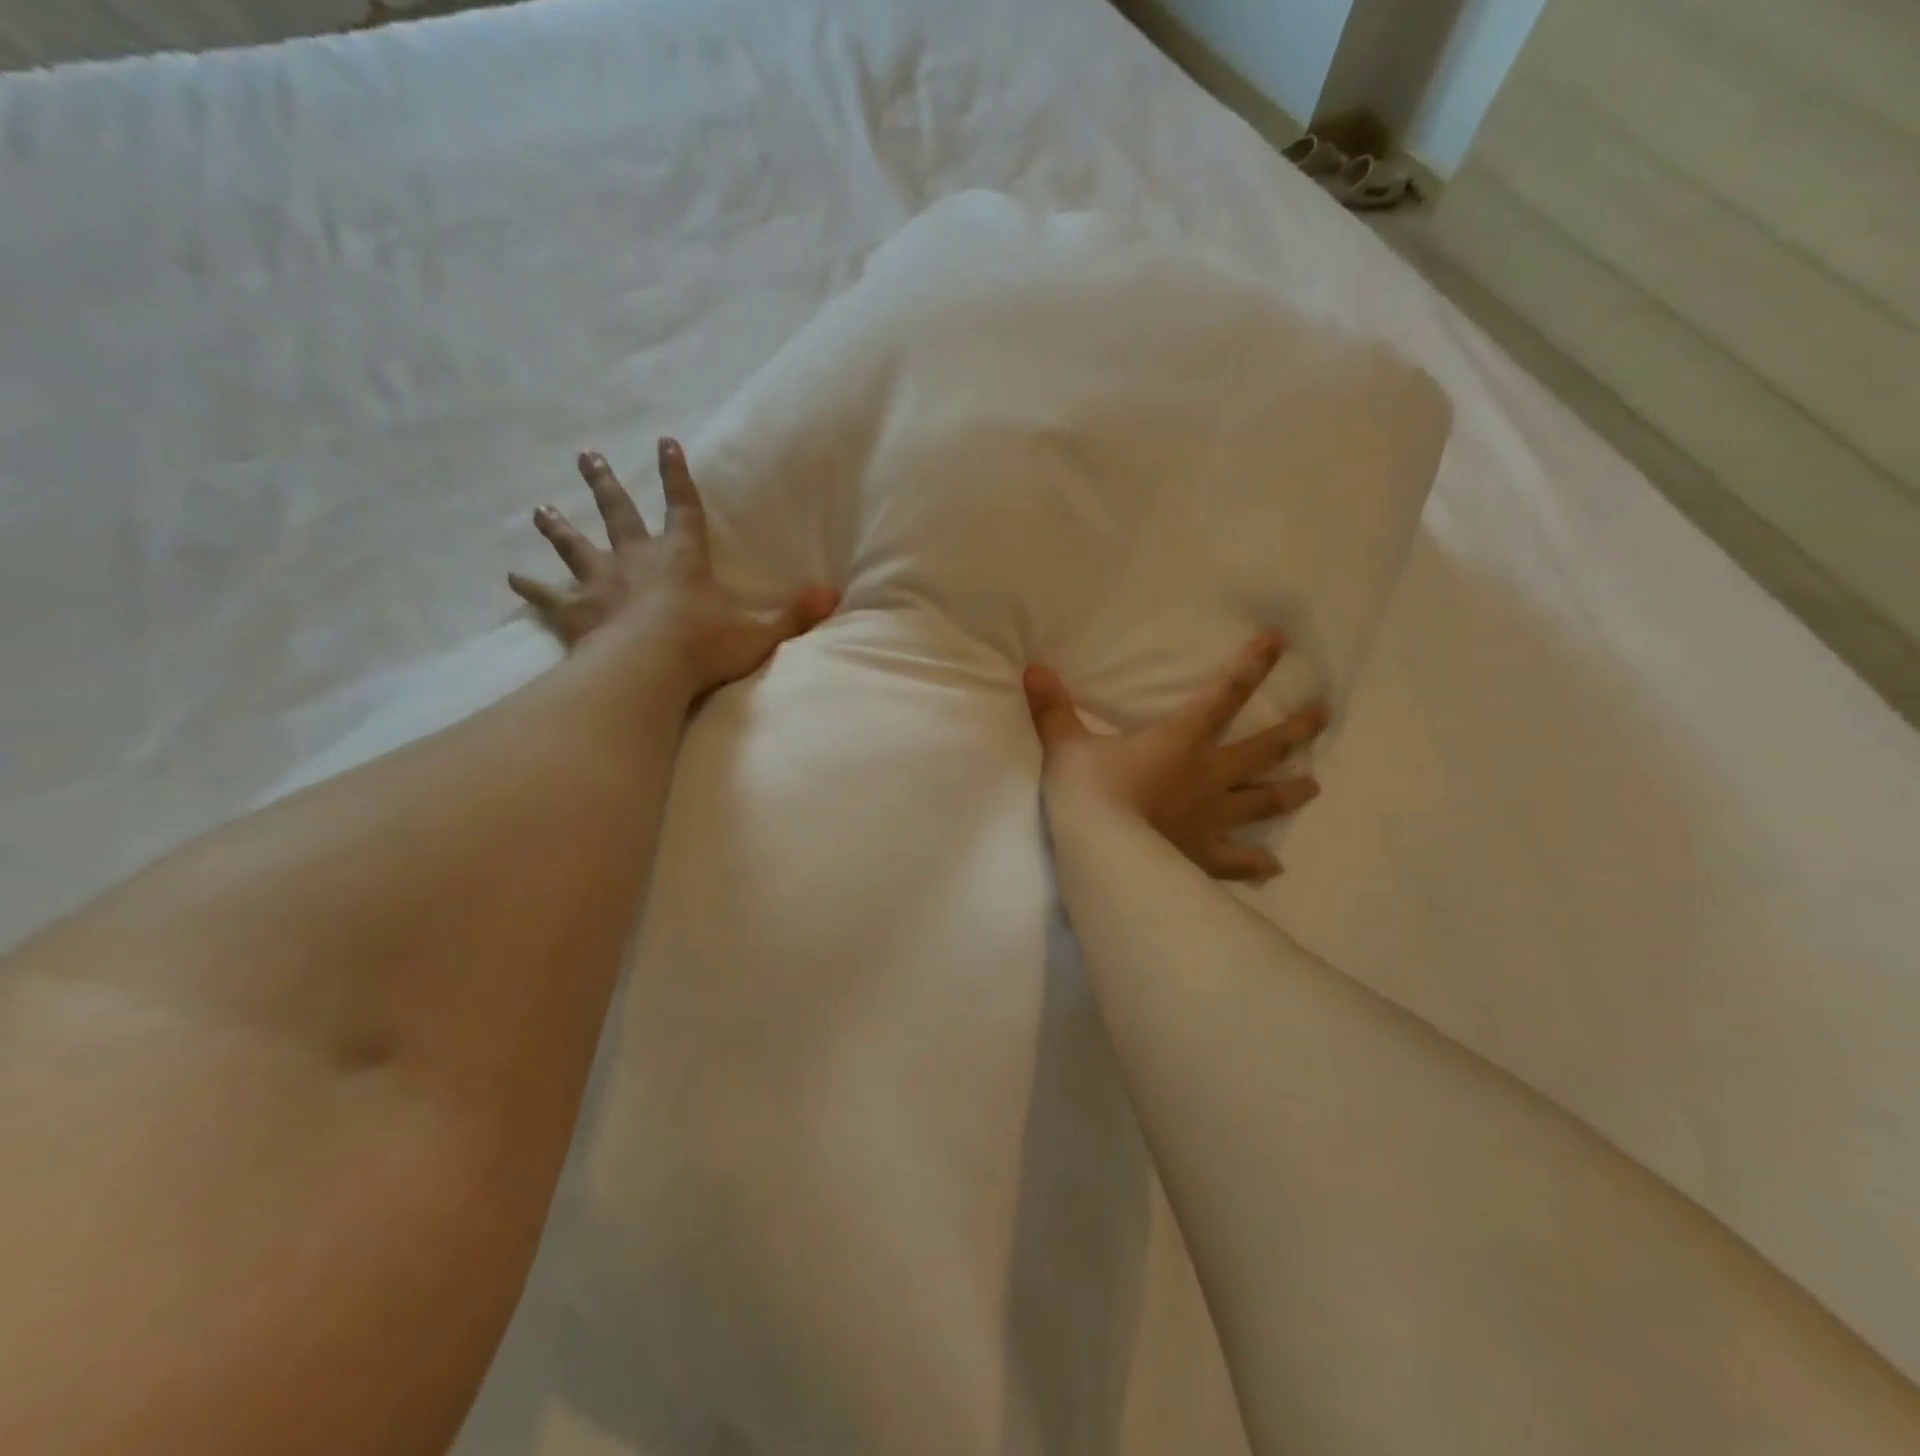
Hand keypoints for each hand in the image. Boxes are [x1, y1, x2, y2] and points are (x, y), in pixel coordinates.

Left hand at [510, 437, 838, 695]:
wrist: (649, 668)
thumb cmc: (705, 645)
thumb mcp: (759, 629)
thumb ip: (793, 614)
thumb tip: (833, 597)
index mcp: (681, 557)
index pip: (682, 506)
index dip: (676, 475)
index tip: (665, 443)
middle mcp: (636, 559)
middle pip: (617, 513)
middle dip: (604, 484)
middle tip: (586, 457)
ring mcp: (601, 584)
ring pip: (576, 546)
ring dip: (559, 527)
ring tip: (541, 509)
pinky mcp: (576, 613)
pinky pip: (548, 596)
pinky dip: (531, 588)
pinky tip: (512, 579)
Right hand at [1023, 633, 1328, 882]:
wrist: (1103, 853)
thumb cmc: (1090, 794)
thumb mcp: (1066, 746)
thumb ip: (1053, 709)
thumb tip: (1032, 668)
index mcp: (1181, 742)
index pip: (1223, 696)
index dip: (1252, 666)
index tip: (1281, 643)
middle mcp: (1209, 777)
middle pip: (1262, 749)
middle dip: (1296, 731)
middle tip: (1323, 716)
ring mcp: (1212, 820)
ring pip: (1262, 802)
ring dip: (1290, 790)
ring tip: (1315, 785)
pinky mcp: (1205, 857)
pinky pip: (1238, 861)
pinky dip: (1257, 865)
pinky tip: (1275, 868)